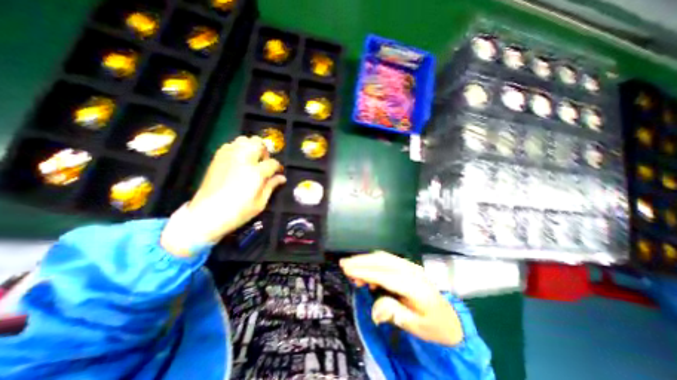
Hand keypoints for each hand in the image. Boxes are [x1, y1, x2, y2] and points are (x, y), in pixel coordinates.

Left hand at [161, 135, 286, 255]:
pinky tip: (239, 159)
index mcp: (256, 173)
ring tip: (252, 158)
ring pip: (244, 139)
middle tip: (264, 162)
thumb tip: (282, 178)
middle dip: (265, 151)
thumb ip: (271, 186)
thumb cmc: (238, 212)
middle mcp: (243, 160)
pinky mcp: (217, 159)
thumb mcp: (260, 203)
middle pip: (258, 143)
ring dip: (251, 146)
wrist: (206, 215)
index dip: (278, 167)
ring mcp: (228, 157)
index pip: (273, 163)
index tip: (278, 172)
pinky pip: (230, 145)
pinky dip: (237, 148)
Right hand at [342, 250, 463, 344]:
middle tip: (343, 264)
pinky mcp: (407, 266)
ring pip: (383, 257)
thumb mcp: (417, 327)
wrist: (449, 318)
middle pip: (382, 261)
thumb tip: (374, 311)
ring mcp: (410, 266)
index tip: (348, 270)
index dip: (365, 272)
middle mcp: (411, 270)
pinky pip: (387, 260)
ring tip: (350, 267)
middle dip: (361, 261)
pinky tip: (366, 272)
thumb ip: (395, 314)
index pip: (385, 275)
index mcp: (415, 286)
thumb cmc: (433, 325)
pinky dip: (373, 262)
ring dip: (365, 260)